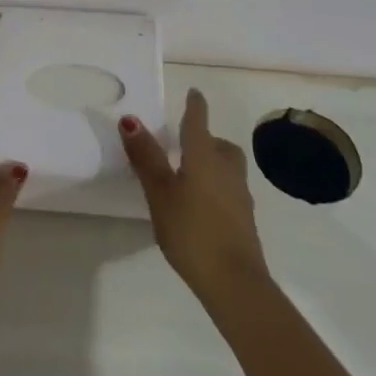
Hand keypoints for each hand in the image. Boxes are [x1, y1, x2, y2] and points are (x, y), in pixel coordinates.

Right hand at [119, 87, 270, 301]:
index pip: (198, 122)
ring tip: (190, 174)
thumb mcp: (160, 193)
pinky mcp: (244, 219)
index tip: (194, 93)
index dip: (195, 106)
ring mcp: (239, 196)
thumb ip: (146, 157)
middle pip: (220, 145)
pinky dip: (216, 186)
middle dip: (206, 138)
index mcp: (205, 157)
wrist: (234, 282)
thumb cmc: (192, 231)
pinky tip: (200, 204)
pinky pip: (229, 189)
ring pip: (228, 167)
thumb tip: (131, 119)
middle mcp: (227, 170)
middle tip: (186, 142)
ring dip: (213, 162)